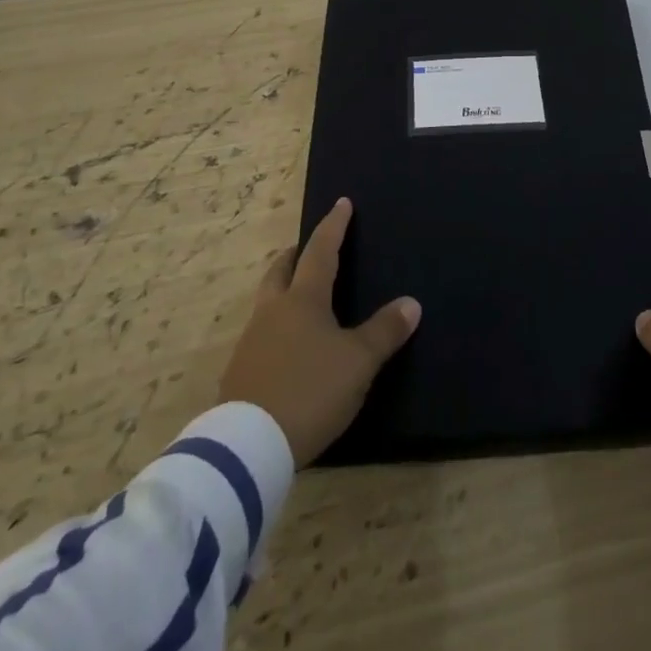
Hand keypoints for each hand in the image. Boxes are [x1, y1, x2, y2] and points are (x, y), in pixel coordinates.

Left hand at [219, 198, 419, 466]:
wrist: (248, 447)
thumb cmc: (310, 390)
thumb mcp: (358, 362)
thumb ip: (384, 331)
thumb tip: (411, 303)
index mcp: (303, 299)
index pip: (321, 250)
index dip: (334, 226)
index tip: (341, 203)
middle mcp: (273, 311)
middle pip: (281, 270)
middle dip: (296, 255)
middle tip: (307, 248)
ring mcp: (250, 342)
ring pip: (267, 302)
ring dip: (283, 290)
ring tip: (300, 298)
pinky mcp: (239, 374)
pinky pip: (260, 335)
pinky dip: (275, 327)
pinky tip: (286, 346)